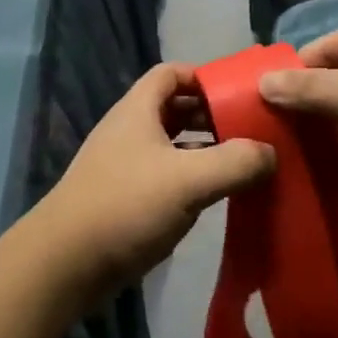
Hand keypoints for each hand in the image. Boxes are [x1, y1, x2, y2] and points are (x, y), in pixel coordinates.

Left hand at [32, 64, 274, 299]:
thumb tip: (271, 152)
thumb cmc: (126, 206)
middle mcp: (129, 131)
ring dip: (205, 148)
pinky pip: (166, 175)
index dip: (205, 76)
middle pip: (174, 108)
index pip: (171, 73)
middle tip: (253, 129)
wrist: (66, 264)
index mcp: (137, 111)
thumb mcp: (188, 180)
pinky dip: (192, 177)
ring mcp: (125, 165)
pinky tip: (217, 195)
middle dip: (212, 114)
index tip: (242, 93)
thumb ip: (235, 162)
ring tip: (245, 161)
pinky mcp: (126, 198)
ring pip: (172, 144)